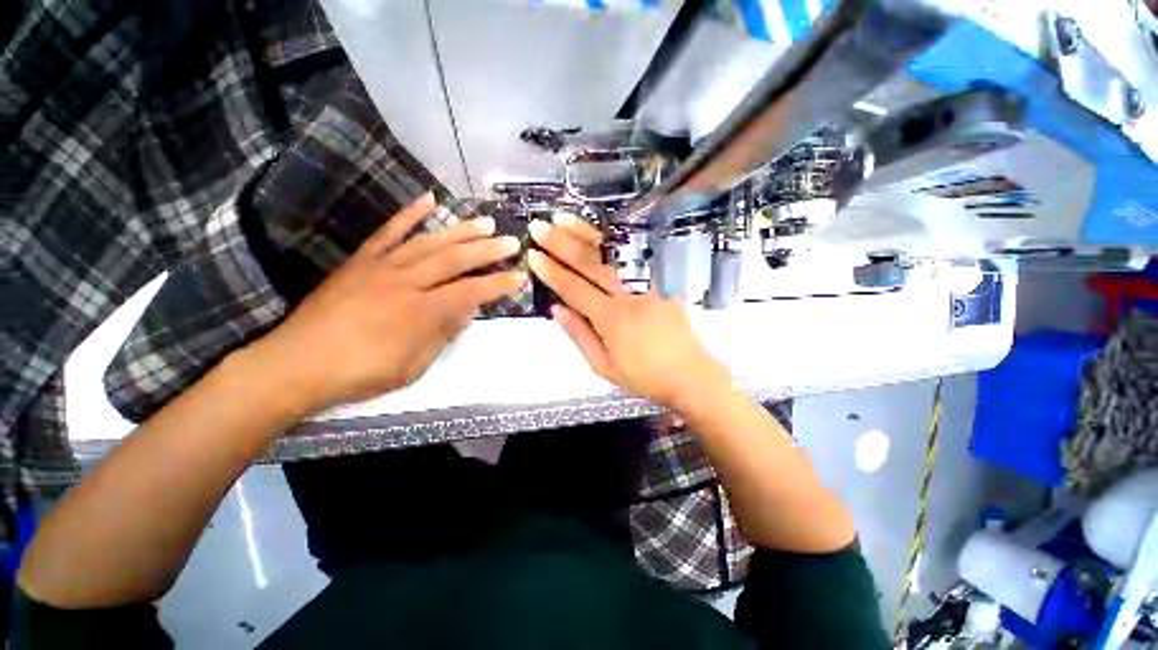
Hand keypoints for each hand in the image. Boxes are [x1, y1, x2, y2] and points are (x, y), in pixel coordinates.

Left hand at [251, 193, 525, 412]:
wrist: (296, 364)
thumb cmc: (360, 373)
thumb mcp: (412, 365)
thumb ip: (443, 334)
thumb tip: (467, 311)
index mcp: (420, 312)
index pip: (470, 293)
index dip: (498, 285)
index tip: (520, 277)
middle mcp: (405, 282)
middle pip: (454, 261)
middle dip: (487, 250)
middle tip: (511, 241)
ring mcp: (381, 267)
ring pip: (429, 242)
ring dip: (461, 230)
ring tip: (485, 221)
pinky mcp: (362, 260)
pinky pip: (389, 232)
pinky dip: (410, 214)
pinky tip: (429, 200)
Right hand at [527, 215, 729, 408]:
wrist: (690, 376)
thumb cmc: (644, 377)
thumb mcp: (604, 367)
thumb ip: (579, 334)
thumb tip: (556, 308)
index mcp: (612, 320)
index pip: (575, 288)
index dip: (552, 272)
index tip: (533, 255)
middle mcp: (630, 296)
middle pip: (591, 264)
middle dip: (562, 243)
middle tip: (539, 227)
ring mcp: (649, 284)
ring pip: (613, 253)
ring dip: (585, 234)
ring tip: (562, 219)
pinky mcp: (664, 280)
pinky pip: (636, 254)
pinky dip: (615, 239)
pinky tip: (600, 228)